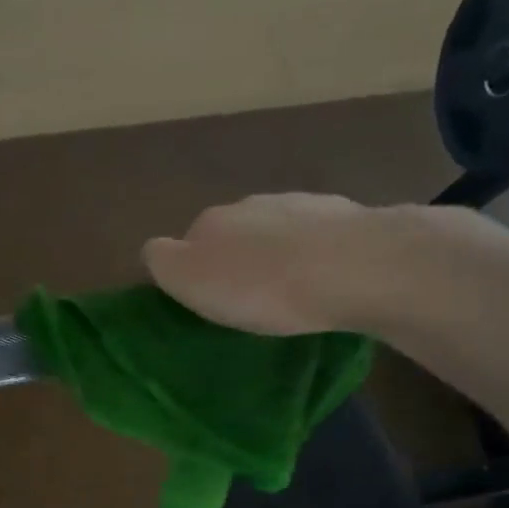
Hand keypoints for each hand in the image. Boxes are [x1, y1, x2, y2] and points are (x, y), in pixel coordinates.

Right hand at [142, 194, 508, 335]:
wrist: (354, 267)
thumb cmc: (262, 286)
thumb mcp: (192, 281)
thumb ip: (164, 262)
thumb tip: (154, 250)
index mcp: (210, 221)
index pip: (185, 242)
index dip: (191, 272)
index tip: (205, 303)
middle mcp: (251, 204)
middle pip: (231, 234)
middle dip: (234, 261)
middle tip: (245, 302)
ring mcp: (300, 204)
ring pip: (274, 233)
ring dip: (274, 257)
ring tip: (288, 294)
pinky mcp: (343, 216)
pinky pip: (315, 239)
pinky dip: (312, 255)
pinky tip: (322, 280)